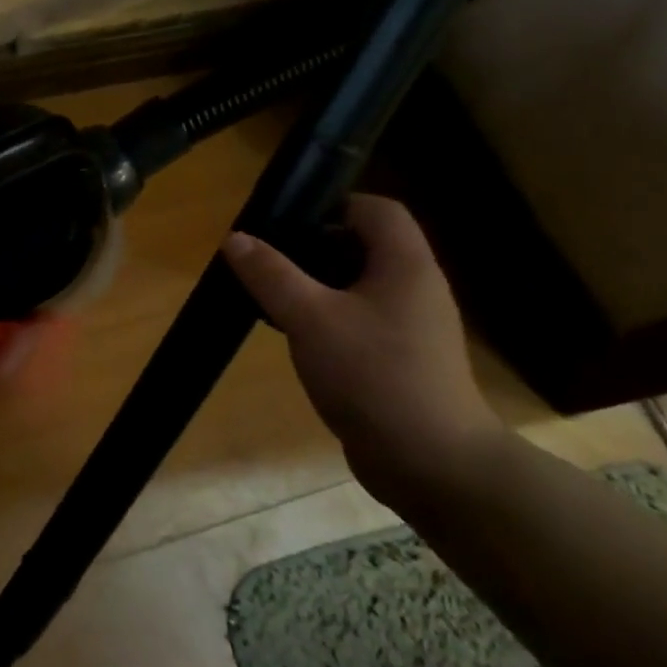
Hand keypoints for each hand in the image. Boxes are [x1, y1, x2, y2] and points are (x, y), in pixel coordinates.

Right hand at [222, 195, 503, 509]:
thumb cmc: (374, 375)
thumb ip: (271, 274)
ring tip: (272, 299)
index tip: (286, 222)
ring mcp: (410, 327)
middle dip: (312, 248)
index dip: (332, 205)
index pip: (377, 209)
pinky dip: (327, 319)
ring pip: (357, 287)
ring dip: (315, 287)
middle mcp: (414, 289)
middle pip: (363, 246)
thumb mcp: (310, 318)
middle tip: (268, 262)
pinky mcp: (399, 360)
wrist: (431, 462)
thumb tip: (236, 238)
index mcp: (405, 266)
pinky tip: (296, 339)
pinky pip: (359, 321)